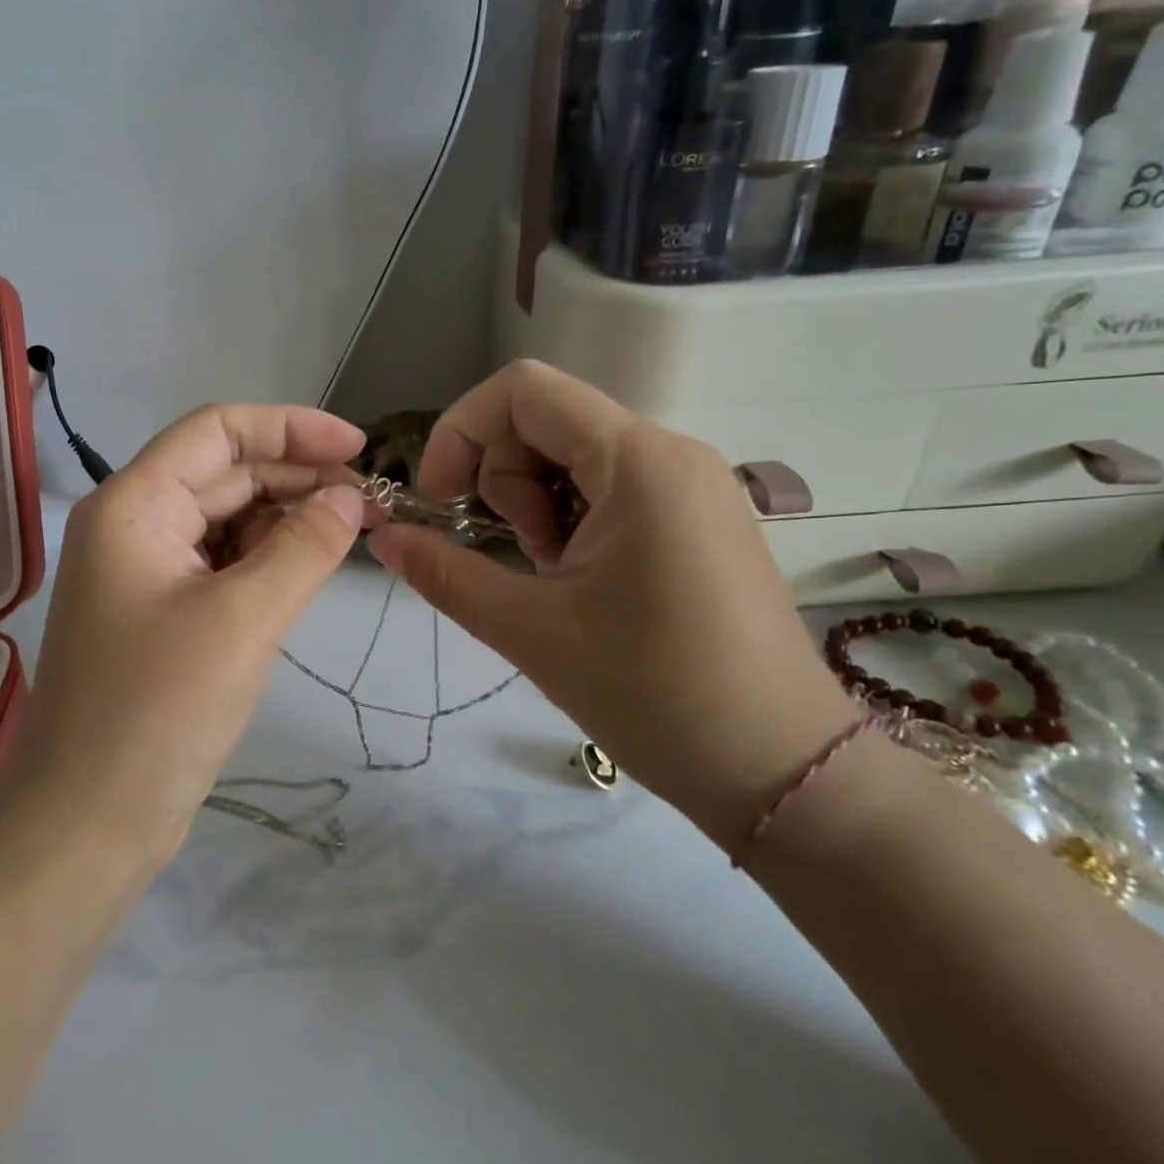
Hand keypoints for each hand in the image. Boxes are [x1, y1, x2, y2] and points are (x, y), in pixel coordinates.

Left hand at [4, 405, 373, 864]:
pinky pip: (225, 563)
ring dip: (288, 517)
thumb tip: (349, 499)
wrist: (87, 825)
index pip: (216, 432)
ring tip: (353, 529)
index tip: (357, 447)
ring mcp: (148, 571)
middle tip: (370, 500)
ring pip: (228, 518)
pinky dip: (269, 557)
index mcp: (133, 505)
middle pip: (225, 473)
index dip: (290, 427)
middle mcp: (135, 524)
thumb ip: (303, 547)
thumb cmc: (157, 711)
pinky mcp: (166, 612)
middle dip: (298, 476)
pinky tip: (311, 563)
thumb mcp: (243, 619)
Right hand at [367, 361, 854, 845]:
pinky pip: (609, 486)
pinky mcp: (698, 516)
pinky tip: (583, 581)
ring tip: (553, 577)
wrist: (783, 773)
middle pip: (545, 420)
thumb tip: (380, 536)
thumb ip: (444, 572)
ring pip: (574, 454)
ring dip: (536, 503)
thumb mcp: (529, 630)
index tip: (440, 501)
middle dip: (504, 479)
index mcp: (638, 461)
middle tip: (518, 557)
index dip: (461, 431)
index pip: (523, 390)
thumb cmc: (655, 695)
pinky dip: (571, 518)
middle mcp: (671, 452)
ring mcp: (691, 483)